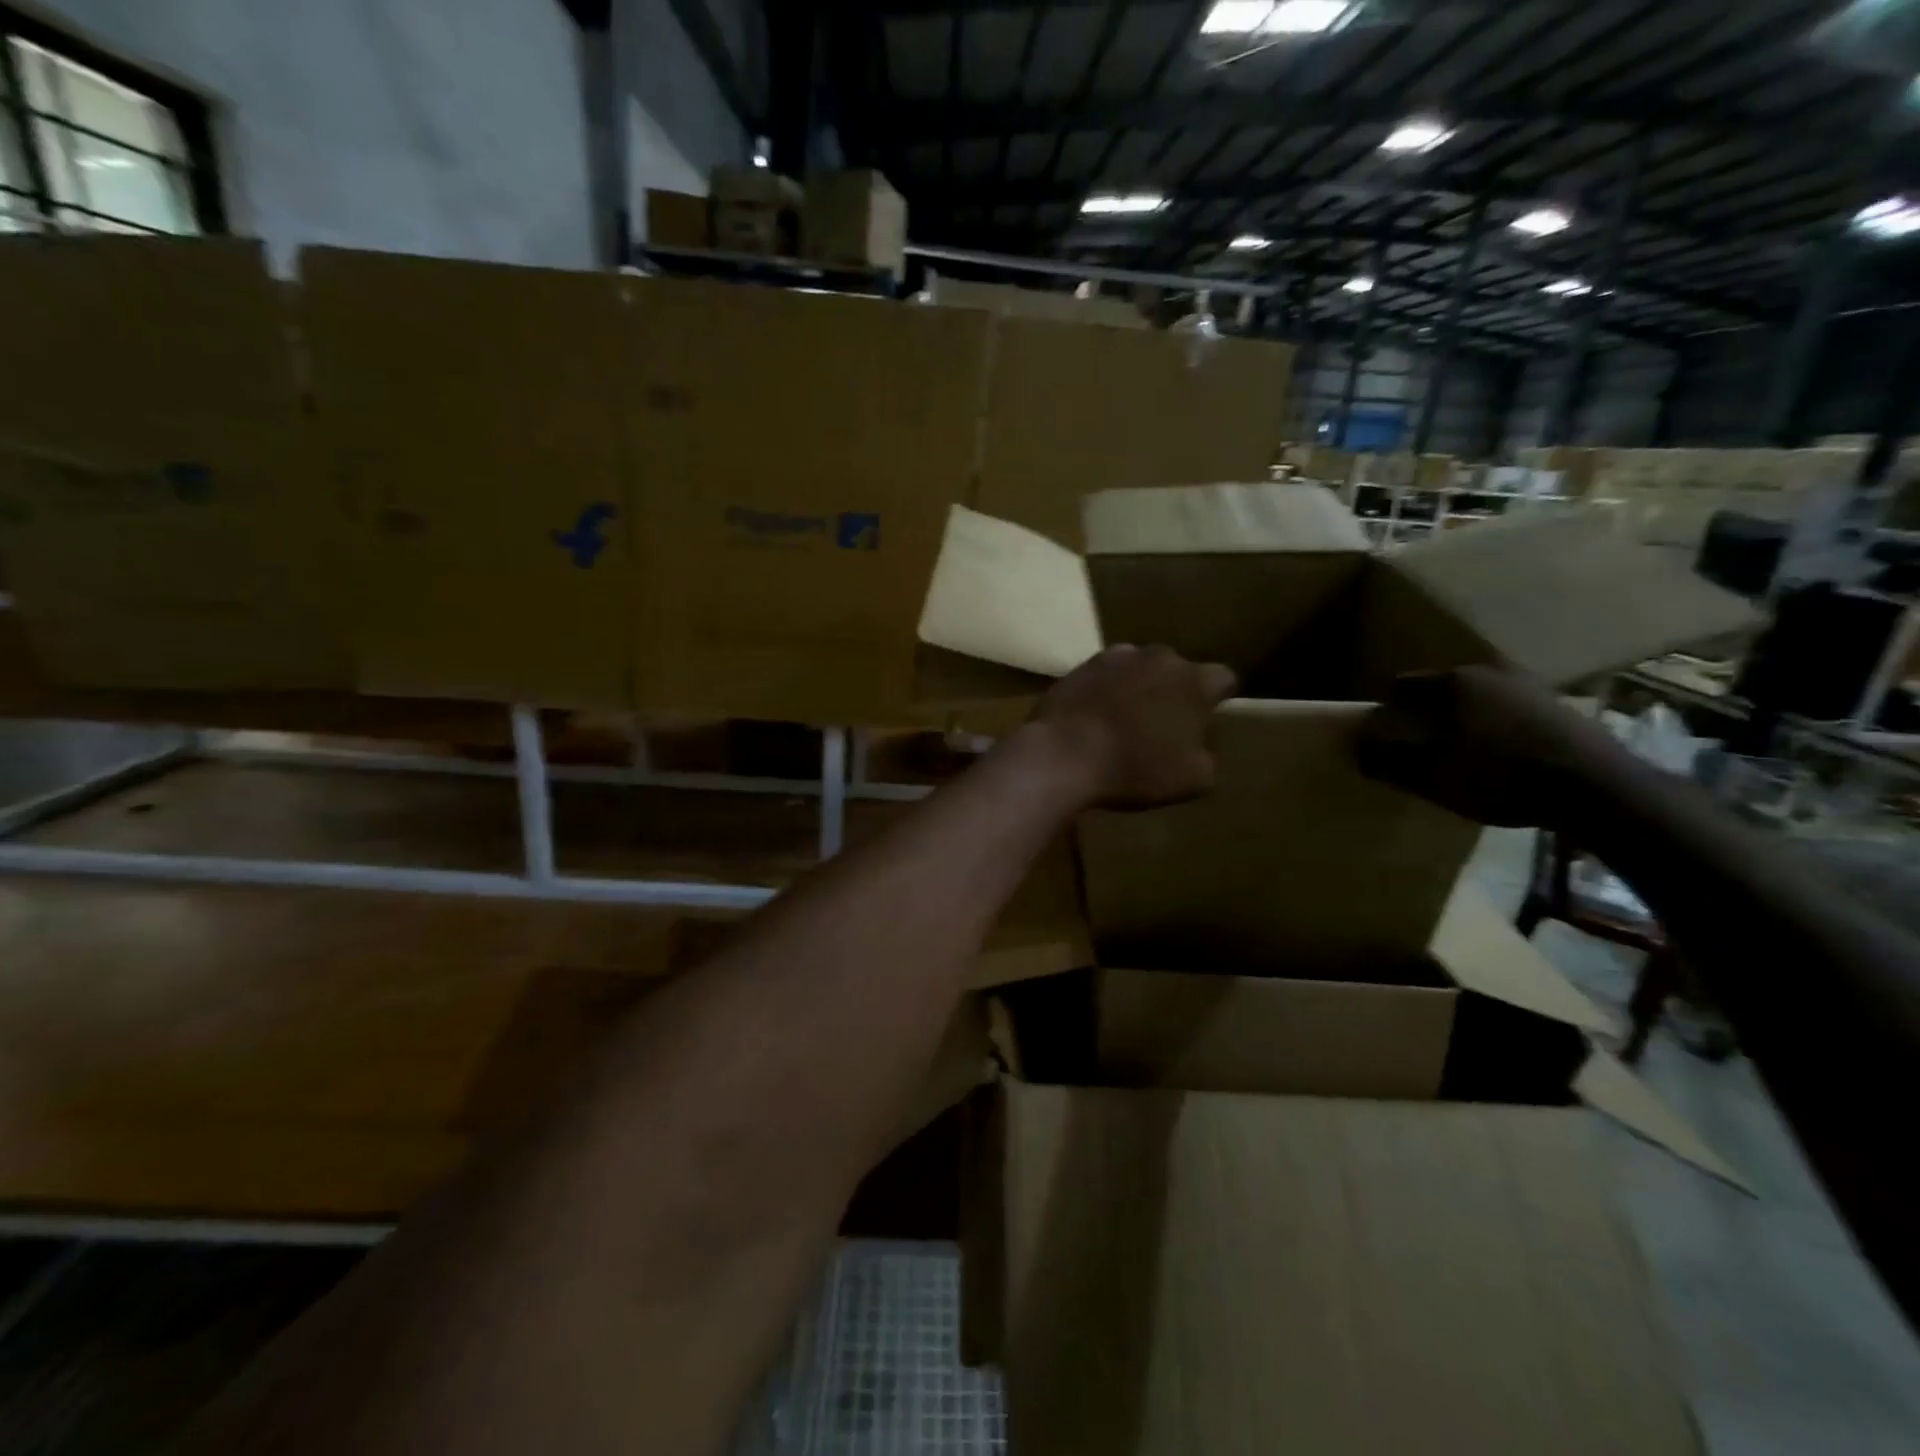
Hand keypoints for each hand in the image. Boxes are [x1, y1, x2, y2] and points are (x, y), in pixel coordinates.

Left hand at [1026, 644, 1238, 810]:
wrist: (1065, 754)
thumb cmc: (1137, 767)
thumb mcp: (1194, 779)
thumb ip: (1206, 757)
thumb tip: (1199, 748)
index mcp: (1196, 681)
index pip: (1224, 680)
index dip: (1218, 700)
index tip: (1208, 720)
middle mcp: (1160, 657)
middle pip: (1177, 670)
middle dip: (1175, 692)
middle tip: (1163, 725)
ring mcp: (1117, 657)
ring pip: (1138, 669)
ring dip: (1137, 688)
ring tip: (1124, 721)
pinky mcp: (1080, 666)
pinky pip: (1103, 677)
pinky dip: (1104, 692)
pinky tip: (1094, 718)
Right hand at [1356, 665, 1623, 827]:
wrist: (1596, 788)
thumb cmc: (1500, 777)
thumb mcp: (1432, 777)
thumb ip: (1389, 762)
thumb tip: (1359, 749)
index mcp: (1453, 683)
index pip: (1402, 686)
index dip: (1387, 712)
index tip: (1387, 738)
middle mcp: (1489, 672)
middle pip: (1440, 689)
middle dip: (1425, 714)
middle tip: (1420, 747)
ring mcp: (1528, 685)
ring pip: (1477, 699)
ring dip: (1463, 720)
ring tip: (1461, 754)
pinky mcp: (1557, 705)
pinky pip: (1508, 711)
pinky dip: (1495, 727)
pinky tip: (1500, 757)